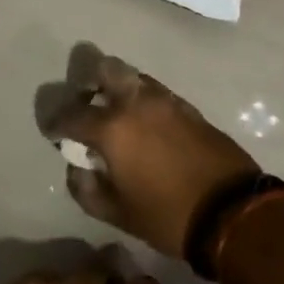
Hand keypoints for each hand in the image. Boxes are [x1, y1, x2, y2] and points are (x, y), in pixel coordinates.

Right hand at [45, 48, 260, 258]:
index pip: (72, 114)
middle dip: (89, 81)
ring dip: (119, 88)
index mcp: (113, 127)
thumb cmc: (167, 215)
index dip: (56, 122)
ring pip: (134, 77)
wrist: (231, 211)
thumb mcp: (117, 213)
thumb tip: (77, 167)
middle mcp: (137, 102)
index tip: (52, 131)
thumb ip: (86, 189)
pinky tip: (145, 125)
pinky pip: (156, 92)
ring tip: (117, 115)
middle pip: (106, 68)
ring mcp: (166, 100)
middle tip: (86, 102)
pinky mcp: (189, 107)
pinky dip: (143, 100)